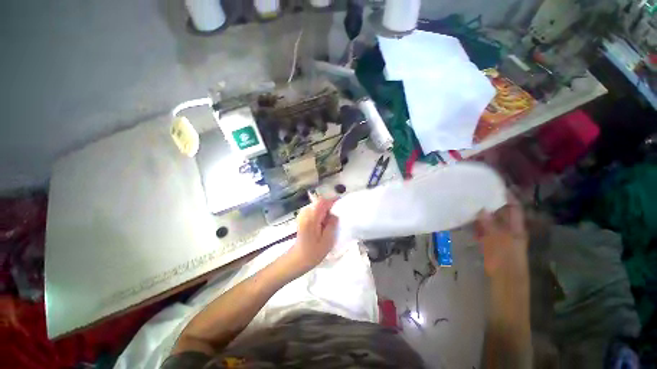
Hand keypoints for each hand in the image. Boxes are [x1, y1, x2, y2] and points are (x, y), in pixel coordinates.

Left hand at [287, 197, 338, 272]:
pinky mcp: (302, 218)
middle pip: (319, 203)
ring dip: (325, 210)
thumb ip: (332, 225)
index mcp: (311, 218)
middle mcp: (305, 213)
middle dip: (329, 205)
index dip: (332, 200)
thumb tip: (335, 214)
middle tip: (338, 213)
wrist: (297, 259)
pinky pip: (313, 210)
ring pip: (317, 206)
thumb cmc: (313, 252)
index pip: (322, 203)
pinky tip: (324, 222)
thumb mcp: (327, 241)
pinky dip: (320, 213)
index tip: (341, 202)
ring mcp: (302, 215)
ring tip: (332, 219)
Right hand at [475, 193, 528, 281]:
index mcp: (516, 228)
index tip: (495, 185)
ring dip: (481, 213)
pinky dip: (475, 224)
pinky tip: (466, 219)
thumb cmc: (506, 261)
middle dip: (490, 203)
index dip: (508, 196)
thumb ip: (491, 226)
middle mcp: (508, 229)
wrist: (504, 280)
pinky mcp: (488, 241)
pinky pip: (481, 228)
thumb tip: (482, 210)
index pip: (513, 208)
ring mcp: (497, 235)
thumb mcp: (500, 242)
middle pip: (500, 212)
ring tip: (468, 203)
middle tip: (476, 192)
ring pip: (489, 220)